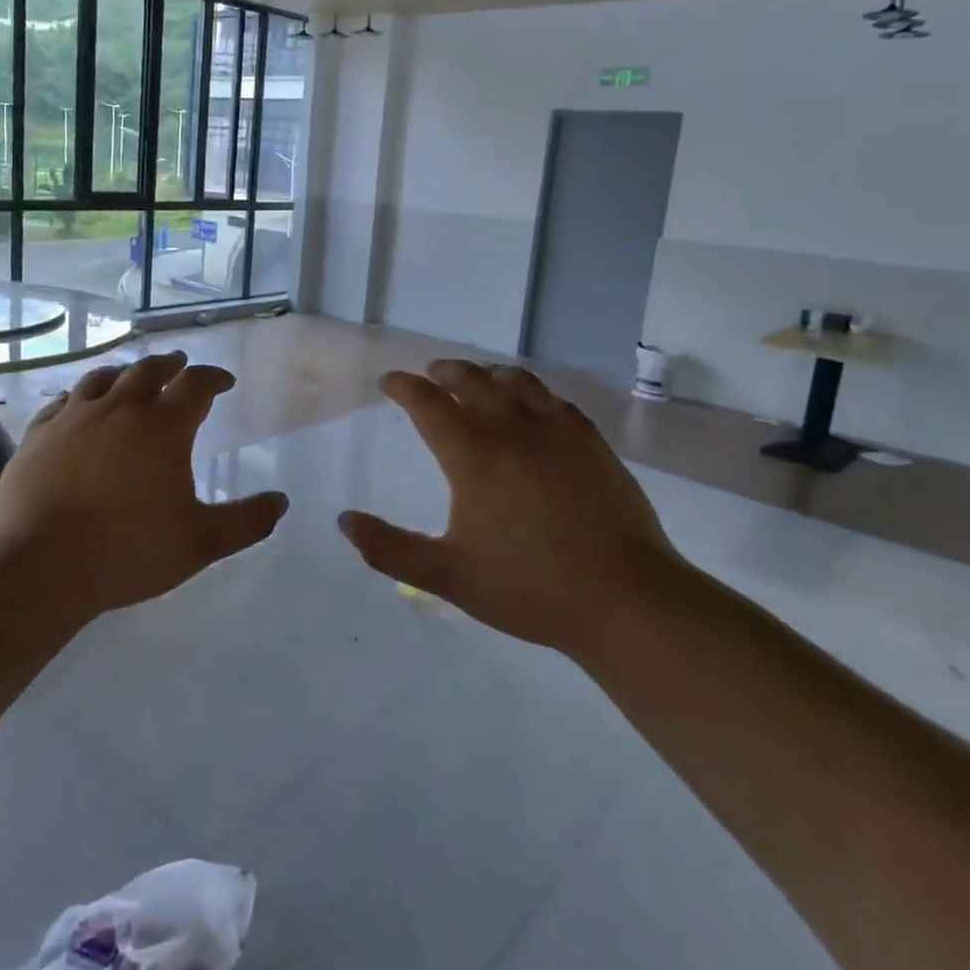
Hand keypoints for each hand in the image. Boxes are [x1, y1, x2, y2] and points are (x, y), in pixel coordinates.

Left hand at [0, 351, 289, 619]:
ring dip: (124, 372)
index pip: (196, 384)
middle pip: (148, 370)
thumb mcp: (200, 543)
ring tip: (132, 376)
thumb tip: (281, 503)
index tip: (224, 381)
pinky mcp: (38, 434)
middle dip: (170, 365)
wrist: (39, 566)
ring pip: (103, 378)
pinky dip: (79, 395)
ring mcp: (73, 417)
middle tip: (179, 364)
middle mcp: (119, 408)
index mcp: (163, 427)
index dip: (213, 377)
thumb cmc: (128, 551)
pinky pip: (62, 402)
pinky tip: (78, 403)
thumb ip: (246, 522)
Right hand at [338, 360, 677, 652]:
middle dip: (444, 371)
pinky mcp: (592, 443)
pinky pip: (555, 400)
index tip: (389, 382)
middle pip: (472, 380)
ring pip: (517, 381)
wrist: (625, 599)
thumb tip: (344, 521)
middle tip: (430, 374)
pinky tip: (533, 406)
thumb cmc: (529, 588)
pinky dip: (532, 393)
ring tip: (478, 380)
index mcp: (474, 456)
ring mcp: (557, 433)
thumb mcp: (448, 576)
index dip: (404, 387)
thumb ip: (390, 549)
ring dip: (488, 373)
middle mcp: (512, 431)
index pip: (428, 403)